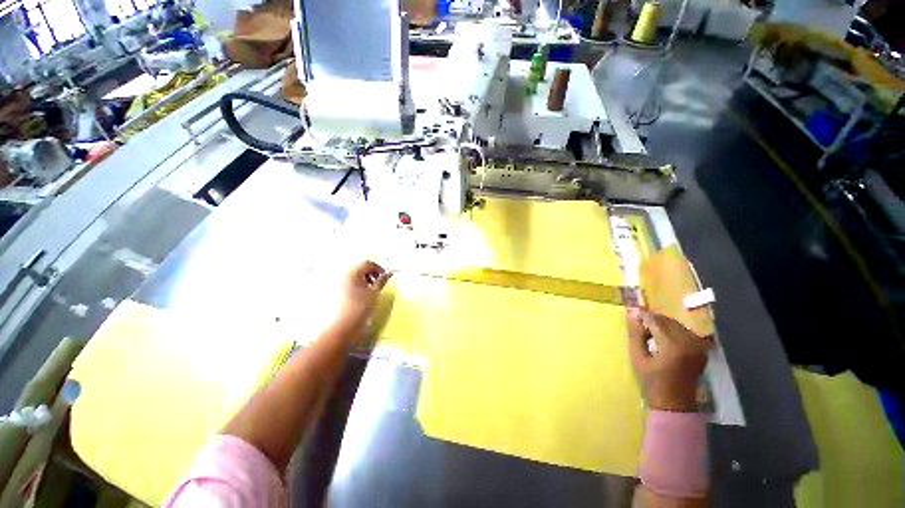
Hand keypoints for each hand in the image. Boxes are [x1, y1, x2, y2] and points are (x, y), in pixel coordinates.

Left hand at [334, 261, 391, 334]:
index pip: (368, 263)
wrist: (342, 326)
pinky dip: (357, 284)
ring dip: (364, 279)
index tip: (385, 277)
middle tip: (378, 283)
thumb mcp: (375, 293)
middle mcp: (343, 274)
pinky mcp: (335, 291)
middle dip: (371, 273)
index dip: (378, 268)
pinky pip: (348, 282)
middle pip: (360, 268)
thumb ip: (383, 280)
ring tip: (371, 289)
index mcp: (353, 272)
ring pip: (354, 275)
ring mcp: (337, 283)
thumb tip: (391, 271)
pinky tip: (361, 294)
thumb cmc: (360, 307)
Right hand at [628, 309, 709, 411]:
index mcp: (672, 345)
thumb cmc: (652, 381)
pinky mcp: (701, 350)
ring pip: (677, 325)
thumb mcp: (638, 357)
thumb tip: (632, 315)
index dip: (643, 314)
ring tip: (650, 332)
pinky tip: (664, 338)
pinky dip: (673, 330)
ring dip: (662, 324)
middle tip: (639, 323)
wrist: (674, 403)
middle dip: (653, 319)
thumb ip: (636, 334)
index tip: (632, 311)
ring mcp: (698, 346)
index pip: (656, 321)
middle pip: (668, 321)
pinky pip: (685, 332)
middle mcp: (689, 342)